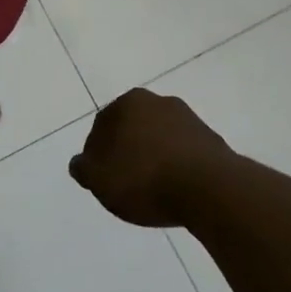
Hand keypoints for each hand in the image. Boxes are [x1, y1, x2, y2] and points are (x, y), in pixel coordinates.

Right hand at [69, 88, 232, 226]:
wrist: (209, 188)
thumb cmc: (145, 179)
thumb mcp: (100, 179)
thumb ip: (84, 168)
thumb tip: (79, 162)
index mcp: (129, 102)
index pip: (102, 124)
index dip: (97, 153)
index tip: (100, 178)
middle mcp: (158, 101)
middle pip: (133, 128)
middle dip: (126, 150)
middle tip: (124, 182)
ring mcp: (188, 119)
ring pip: (159, 138)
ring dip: (153, 157)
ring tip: (152, 189)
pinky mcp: (211, 140)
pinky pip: (183, 153)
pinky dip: (176, 166)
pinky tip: (176, 189)